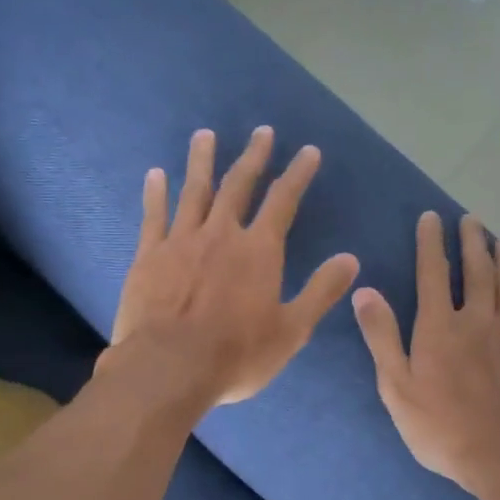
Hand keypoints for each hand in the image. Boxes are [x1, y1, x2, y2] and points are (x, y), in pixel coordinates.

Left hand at [108, 127, 358, 407]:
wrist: (169, 368)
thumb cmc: (237, 355)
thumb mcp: (292, 330)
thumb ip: (321, 291)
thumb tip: (351, 259)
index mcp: (259, 250)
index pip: (283, 201)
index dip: (298, 173)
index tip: (308, 150)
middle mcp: (221, 234)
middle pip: (239, 185)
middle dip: (253, 156)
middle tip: (261, 132)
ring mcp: (181, 240)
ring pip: (194, 191)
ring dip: (202, 161)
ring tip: (205, 135)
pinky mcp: (149, 255)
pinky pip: (154, 215)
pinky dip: (156, 192)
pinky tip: (156, 174)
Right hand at [352, 211, 499, 497]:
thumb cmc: (440, 426)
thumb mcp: (396, 386)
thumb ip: (381, 336)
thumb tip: (365, 291)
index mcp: (439, 326)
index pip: (432, 273)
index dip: (430, 243)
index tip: (431, 217)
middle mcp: (477, 321)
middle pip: (476, 271)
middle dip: (472, 242)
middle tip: (472, 220)